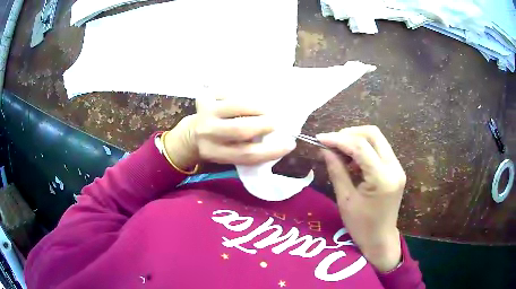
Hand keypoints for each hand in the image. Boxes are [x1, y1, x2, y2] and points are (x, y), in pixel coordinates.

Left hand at [164, 97, 295, 169]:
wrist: (193, 134)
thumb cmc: (219, 145)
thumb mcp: (230, 154)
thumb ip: (249, 150)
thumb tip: (279, 139)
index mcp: (215, 153)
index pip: (247, 154)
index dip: (271, 151)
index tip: (290, 144)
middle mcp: (206, 134)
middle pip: (240, 129)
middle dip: (264, 124)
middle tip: (275, 122)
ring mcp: (204, 113)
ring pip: (237, 105)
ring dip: (257, 107)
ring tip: (265, 110)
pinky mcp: (204, 97)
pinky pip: (231, 92)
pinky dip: (245, 95)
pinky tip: (248, 100)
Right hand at [317, 126, 405, 271]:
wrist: (380, 239)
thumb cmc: (361, 226)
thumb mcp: (345, 199)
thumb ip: (336, 170)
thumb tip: (324, 149)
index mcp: (382, 178)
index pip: (360, 146)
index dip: (338, 139)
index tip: (320, 138)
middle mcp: (394, 167)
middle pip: (373, 134)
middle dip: (350, 134)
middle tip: (332, 143)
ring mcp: (397, 167)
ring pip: (377, 139)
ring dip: (357, 140)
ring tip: (340, 152)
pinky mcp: (396, 170)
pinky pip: (380, 149)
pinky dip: (364, 149)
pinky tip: (352, 160)